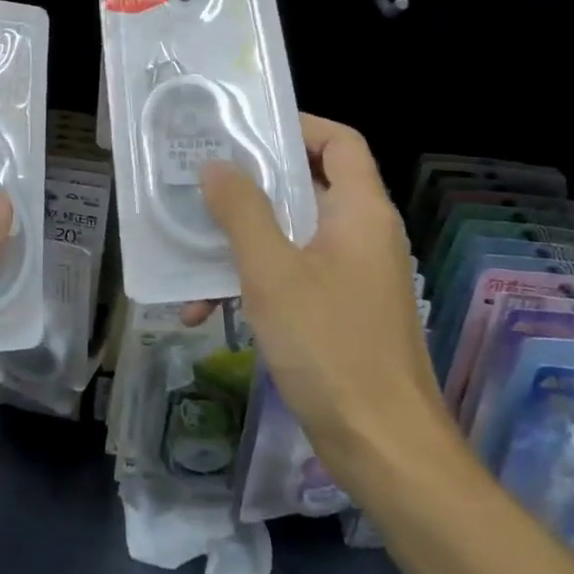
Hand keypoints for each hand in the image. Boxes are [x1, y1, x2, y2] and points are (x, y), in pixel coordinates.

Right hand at [195, 115, 446, 460]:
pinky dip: (252, 282)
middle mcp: (361, 235)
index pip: (341, 142)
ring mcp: (351, 276)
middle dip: (251, 184)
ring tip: (189, 246)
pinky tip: (204, 309)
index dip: (298, 125)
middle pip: (307, 185)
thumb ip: (242, 211)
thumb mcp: (272, 272)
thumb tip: (216, 165)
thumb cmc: (330, 346)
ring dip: (241, 241)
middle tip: (200, 177)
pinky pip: (290, 276)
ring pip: (290, 235)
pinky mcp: (337, 312)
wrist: (383, 448)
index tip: (245, 129)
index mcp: (360, 212)